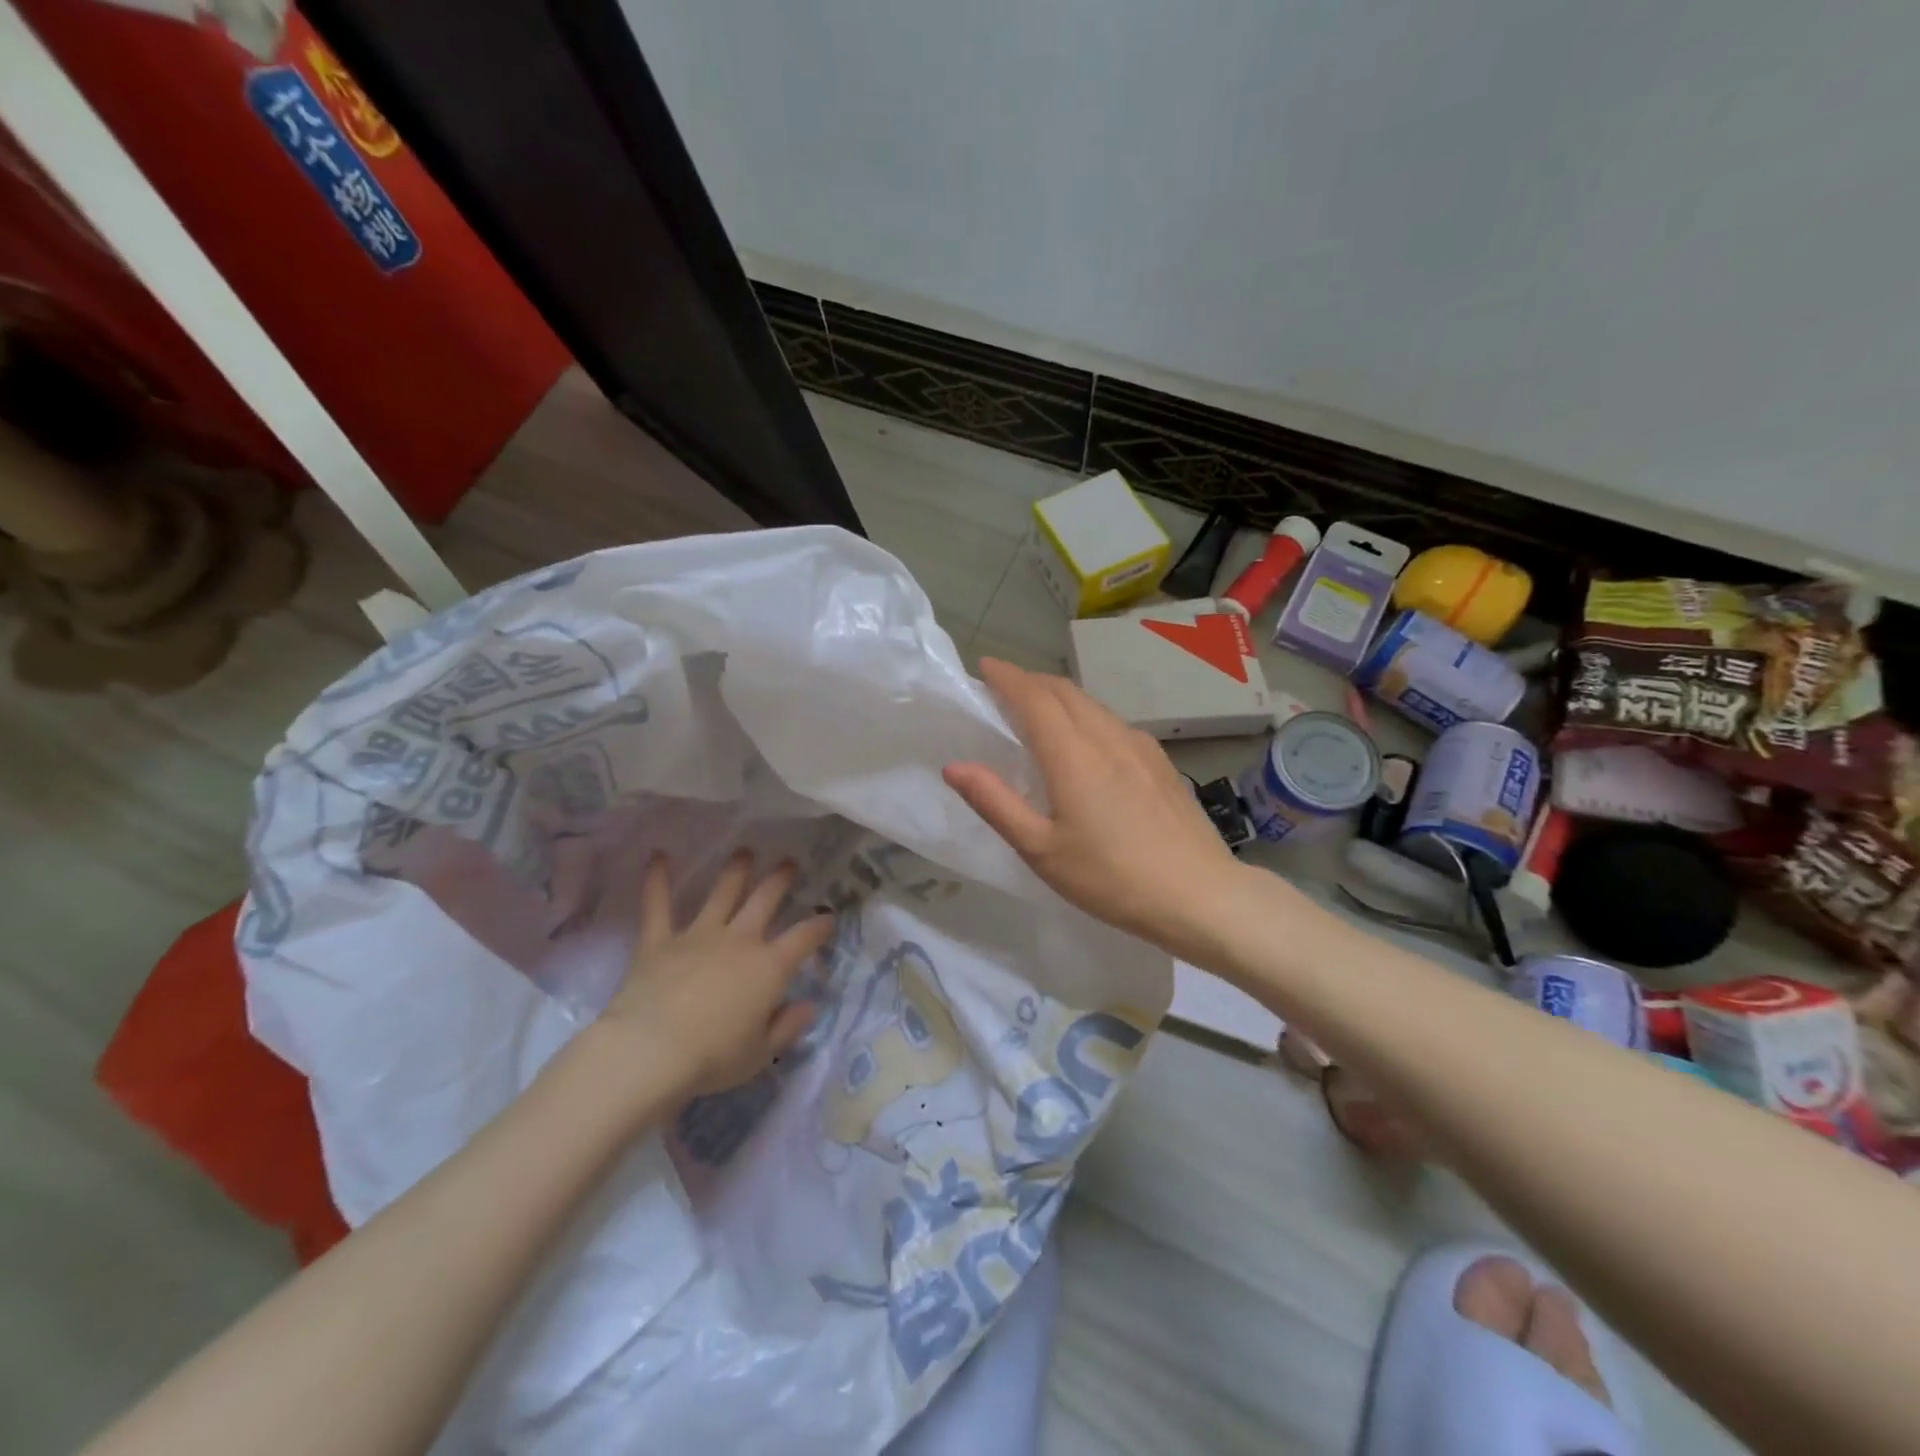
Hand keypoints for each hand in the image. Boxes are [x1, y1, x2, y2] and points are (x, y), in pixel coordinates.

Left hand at [600, 852, 834, 1098]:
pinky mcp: (659, 941)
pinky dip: (657, 880)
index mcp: (769, 967)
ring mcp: (698, 935)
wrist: (651, 1052)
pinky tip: (658, 856)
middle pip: (765, 900)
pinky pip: (658, 905)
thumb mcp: (760, 1053)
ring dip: (735, 871)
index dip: (819, 925)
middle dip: (779, 880)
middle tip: (787, 862)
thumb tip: (809, 1006)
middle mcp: (739, 940)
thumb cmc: (712, 1058)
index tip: (828, 917)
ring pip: (722, 893)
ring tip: (744, 852)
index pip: (804, 938)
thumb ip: (787, 1027)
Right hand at [944, 658, 1245, 952]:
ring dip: (1060, 696)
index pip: (1034, 697)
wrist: (1199, 895)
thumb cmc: (1110, 878)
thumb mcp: (1041, 850)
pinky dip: (1087, 715)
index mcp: (1072, 755)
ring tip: (1040, 710)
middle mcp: (1107, 737)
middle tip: (1005, 688)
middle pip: (1065, 692)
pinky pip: (1114, 722)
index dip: (1007, 677)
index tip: (985, 665)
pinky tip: (1088, 742)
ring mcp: (1140, 747)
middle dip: (1032, 681)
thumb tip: (954, 766)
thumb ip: (996, 803)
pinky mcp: (1161, 762)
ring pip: (1092, 705)